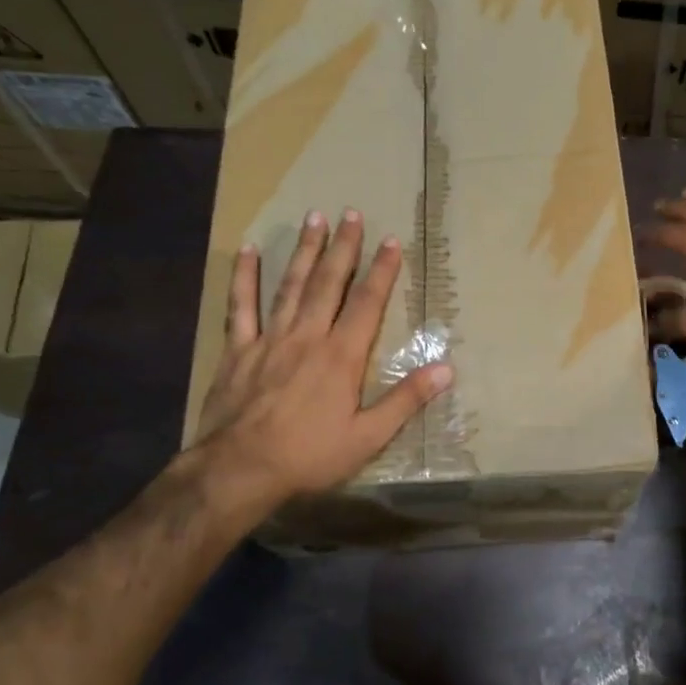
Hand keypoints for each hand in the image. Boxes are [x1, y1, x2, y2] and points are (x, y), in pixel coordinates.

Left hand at [187, 209, 451, 512]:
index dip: (382, 271)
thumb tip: (447, 369)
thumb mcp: (368, 437)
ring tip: (314, 218)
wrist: (239, 471)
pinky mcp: (238, 350)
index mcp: (341, 356)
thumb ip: (406, 400)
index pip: (367, 303)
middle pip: (329, 283)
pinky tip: (248, 250)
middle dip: (343, 247)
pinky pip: (241, 306)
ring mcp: (270, 339)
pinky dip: (244, 277)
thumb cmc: (309, 456)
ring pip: (291, 285)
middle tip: (351, 213)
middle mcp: (308, 336)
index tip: (392, 241)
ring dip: (305, 251)